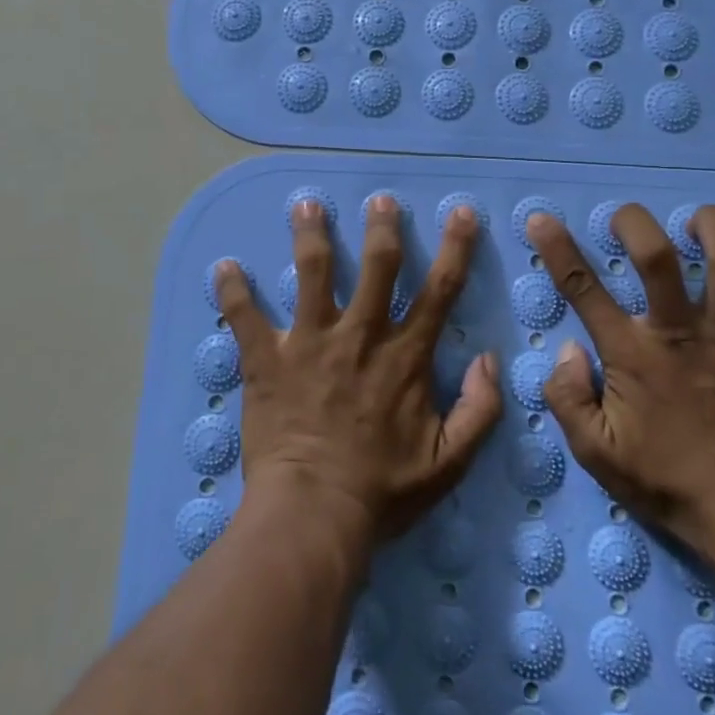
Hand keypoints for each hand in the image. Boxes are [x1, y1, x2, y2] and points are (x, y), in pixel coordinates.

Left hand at [215, 196, 504, 547]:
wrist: (313, 515)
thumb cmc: (382, 491)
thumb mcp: (448, 463)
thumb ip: (479, 410)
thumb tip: (490, 360)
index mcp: (405, 357)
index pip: (439, 290)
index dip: (455, 248)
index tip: (460, 213)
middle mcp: (360, 336)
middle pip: (377, 266)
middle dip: (382, 227)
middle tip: (380, 199)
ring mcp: (310, 343)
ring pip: (312, 273)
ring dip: (310, 236)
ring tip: (306, 205)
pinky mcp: (267, 360)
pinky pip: (245, 317)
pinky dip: (232, 291)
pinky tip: (223, 267)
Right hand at [526, 204, 714, 578]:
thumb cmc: (667, 480)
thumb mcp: (595, 453)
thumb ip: (567, 398)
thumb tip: (568, 350)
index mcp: (633, 354)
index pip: (583, 289)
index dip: (557, 249)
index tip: (542, 219)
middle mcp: (681, 332)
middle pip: (658, 255)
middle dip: (636, 222)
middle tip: (627, 220)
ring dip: (714, 229)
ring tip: (699, 224)